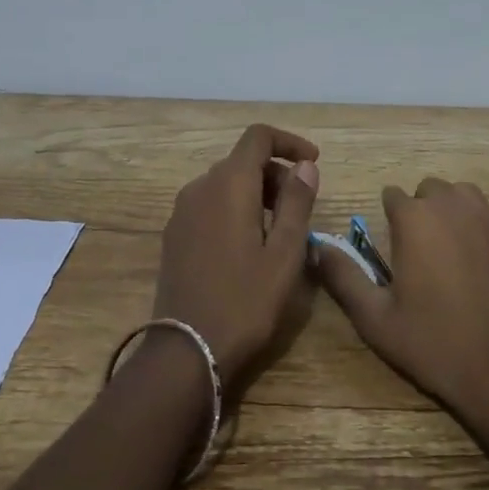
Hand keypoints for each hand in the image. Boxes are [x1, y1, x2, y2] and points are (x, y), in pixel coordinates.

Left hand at [152, 124, 319, 382]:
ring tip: (280, 230)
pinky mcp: (174, 235)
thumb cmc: (245, 301)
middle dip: (277, 173)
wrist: (187, 352)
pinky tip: (249, 245)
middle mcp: (200, 187)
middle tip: (303, 207)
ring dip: (256, 192)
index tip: (314, 163)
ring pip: (225, 183)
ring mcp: (182, 212)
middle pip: (242, 160)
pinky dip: (235, 208)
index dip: (289, 142)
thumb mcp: (285, 253)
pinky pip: (210, 204)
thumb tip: (305, 165)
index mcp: (229, 184)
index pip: (258, 137)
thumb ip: (297, 202)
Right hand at [315, 177, 488, 423]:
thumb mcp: (374, 317)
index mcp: (414, 219)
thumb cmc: (431, 342)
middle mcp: (450, 205)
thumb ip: (342, 275)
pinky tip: (469, 255)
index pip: (391, 195)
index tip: (388, 249)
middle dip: (417, 211)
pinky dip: (471, 219)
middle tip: (414, 253)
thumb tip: (315, 246)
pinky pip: (482, 209)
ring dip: (446, 209)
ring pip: (457, 193)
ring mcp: (484, 216)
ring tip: (442, 247)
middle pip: (425, 190)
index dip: (386, 219)